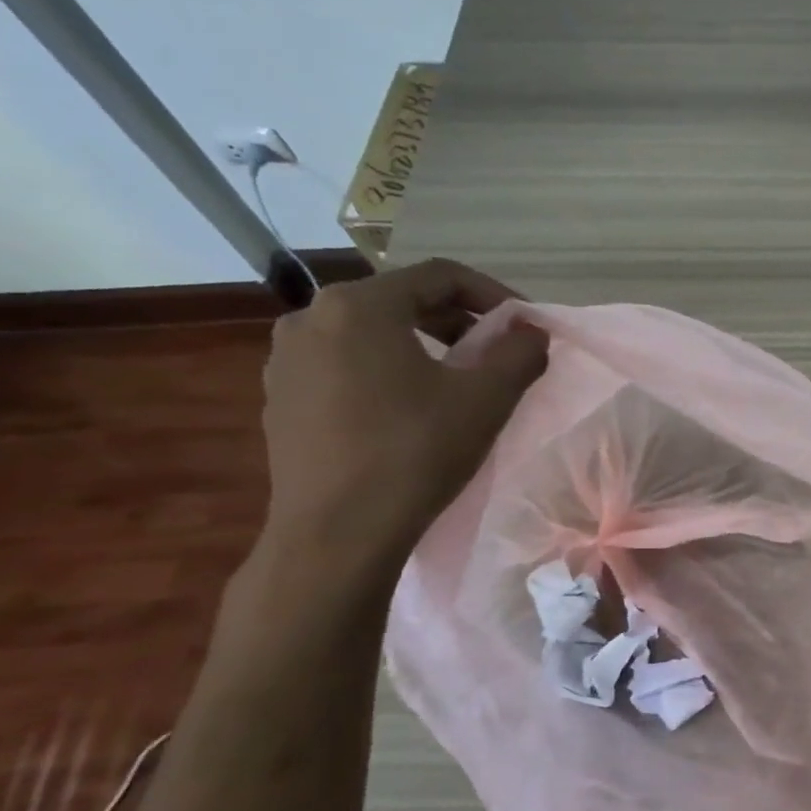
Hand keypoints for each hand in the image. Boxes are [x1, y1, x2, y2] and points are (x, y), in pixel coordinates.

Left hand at [260, 259, 548, 567]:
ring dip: (421, 346)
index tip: (525, 326)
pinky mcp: (278, 399)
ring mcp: (285, 360)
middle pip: (401, 300)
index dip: (493, 295)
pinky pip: (343, 365)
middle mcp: (311, 318)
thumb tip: (532, 333)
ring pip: (370, 334)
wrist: (336, 534)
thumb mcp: (486, 399)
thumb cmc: (414, 453)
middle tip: (495, 353)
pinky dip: (384, 370)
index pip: (440, 276)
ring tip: (454, 381)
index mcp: (360, 305)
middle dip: (458, 322)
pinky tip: (407, 410)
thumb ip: (520, 353)